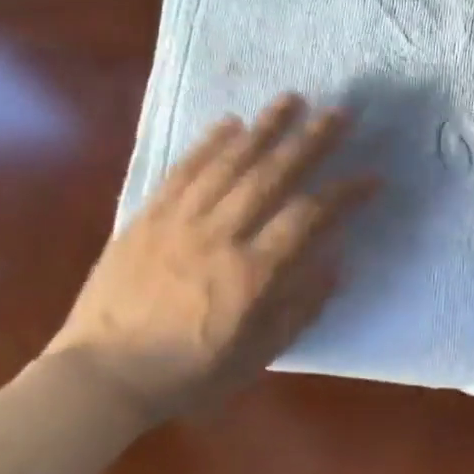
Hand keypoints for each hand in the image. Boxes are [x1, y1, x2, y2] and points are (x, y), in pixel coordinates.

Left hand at [45, 94, 376, 427]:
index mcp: (250, 275)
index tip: (371, 176)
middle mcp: (219, 236)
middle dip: (310, 142)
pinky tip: (229, 123)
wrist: (102, 374)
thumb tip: (336, 266)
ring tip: (291, 99)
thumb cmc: (186, 373)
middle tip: (339, 113)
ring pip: (228, 163)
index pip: (307, 218)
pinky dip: (209, 144)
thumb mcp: (254, 357)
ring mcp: (179, 221)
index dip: (344, 194)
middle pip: (271, 176)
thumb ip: (298, 310)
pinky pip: (183, 171)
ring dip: (264, 128)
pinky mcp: (148, 216)